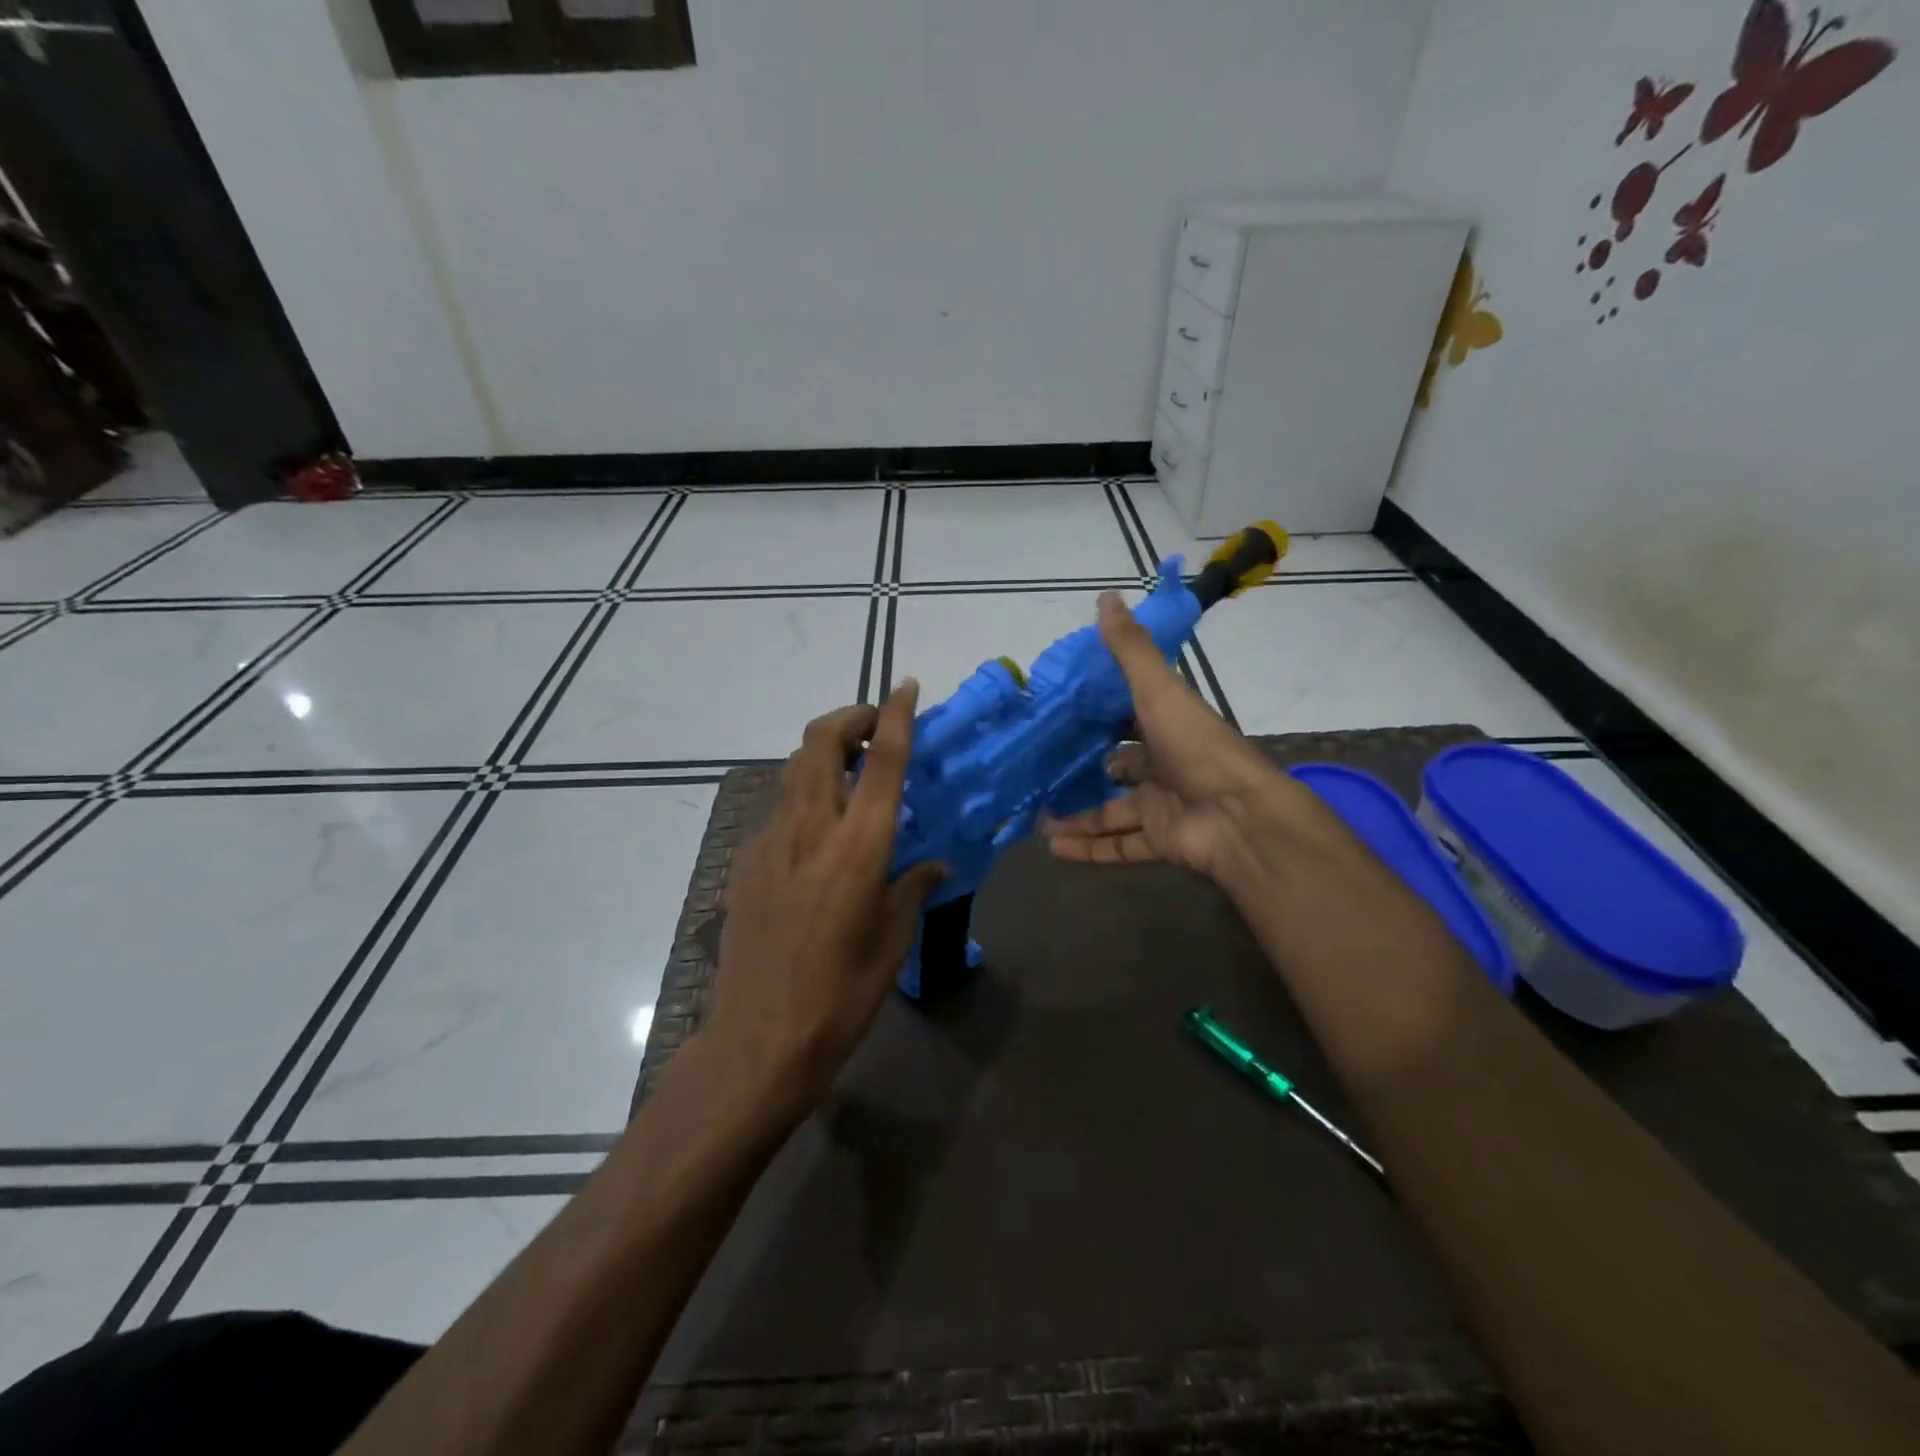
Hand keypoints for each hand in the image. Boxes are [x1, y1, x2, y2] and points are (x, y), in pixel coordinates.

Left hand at [704, 684, 945, 1120]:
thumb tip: (932, 864)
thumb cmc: (843, 992)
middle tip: (874, 729)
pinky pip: (779, 809)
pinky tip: (817, 836)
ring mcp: (770, 841)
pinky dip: (804, 798)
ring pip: (794, 769)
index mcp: (858, 845)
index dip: (896, 715)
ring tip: (851, 775)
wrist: (761, 1038)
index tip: (907, 686)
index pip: (883, 760)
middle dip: (850, 718)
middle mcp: (811, 828)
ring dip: (824, 754)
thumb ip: (913, 887)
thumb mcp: (893, 939)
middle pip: (821, 741)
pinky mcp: (746, 861)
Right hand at [1041, 592, 1323, 885]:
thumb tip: (1106, 597)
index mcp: (1169, 727)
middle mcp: (1166, 766)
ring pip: (1113, 813)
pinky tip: (1054, 849)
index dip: (1103, 717)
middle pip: (1121, 769)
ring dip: (1079, 817)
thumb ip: (1130, 650)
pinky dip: (1089, 849)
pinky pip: (1119, 847)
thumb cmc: (1196, 747)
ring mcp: (1164, 807)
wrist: (1239, 816)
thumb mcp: (1159, 690)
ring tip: (1038, 821)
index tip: (1065, 718)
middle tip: (1044, 774)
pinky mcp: (1161, 842)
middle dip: (1087, 772)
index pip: (1132, 719)